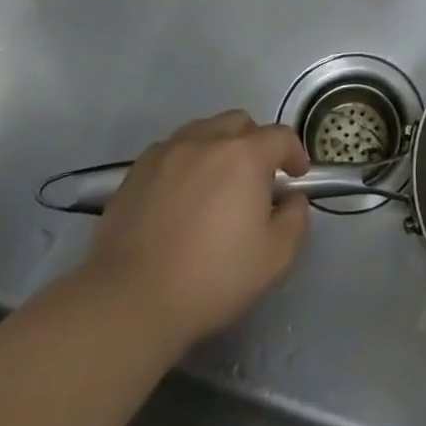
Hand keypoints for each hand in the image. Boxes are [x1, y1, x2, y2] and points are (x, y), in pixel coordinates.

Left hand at [77, 111, 310, 347]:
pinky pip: (171, 150)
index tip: (296, 177)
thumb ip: (295, 220)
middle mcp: (208, 140)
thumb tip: (292, 200)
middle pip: (240, 123)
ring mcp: (168, 152)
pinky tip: (180, 193)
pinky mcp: (136, 171)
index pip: (281, 136)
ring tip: (216, 182)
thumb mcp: (274, 259)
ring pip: (203, 131)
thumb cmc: (211, 279)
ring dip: (218, 147)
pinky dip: (185, 161)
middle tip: (255, 178)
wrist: (129, 302)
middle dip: (255, 143)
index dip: (294, 153)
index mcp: (245, 155)